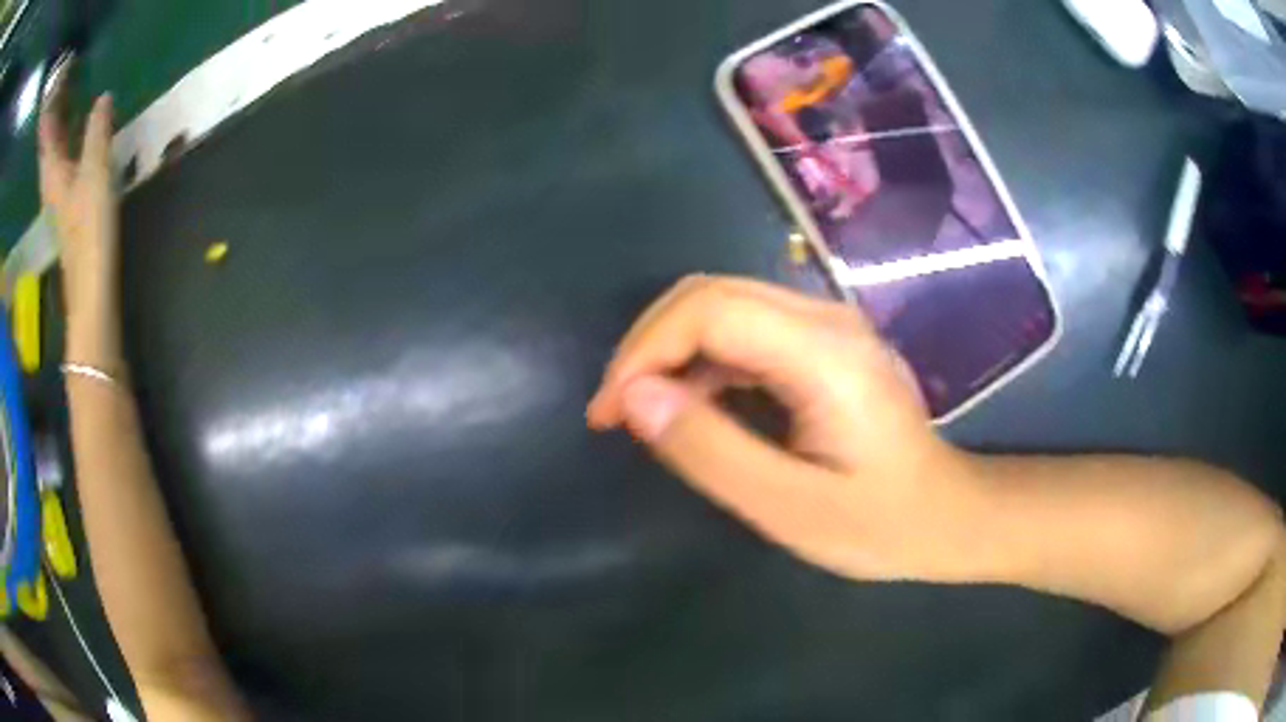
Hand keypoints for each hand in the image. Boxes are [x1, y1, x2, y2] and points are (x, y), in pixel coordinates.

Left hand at [38, 87, 120, 365]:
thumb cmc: (89, 229)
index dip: (49, 113)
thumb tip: (103, 97)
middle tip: (61, 89)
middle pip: (48, 143)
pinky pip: (63, 162)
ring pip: (55, 152)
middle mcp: (51, 181)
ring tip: (66, 103)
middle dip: (53, 117)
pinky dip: (66, 143)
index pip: (48, 134)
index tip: (53, 93)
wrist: (91, 288)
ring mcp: (58, 195)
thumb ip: (97, 132)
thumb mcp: (95, 172)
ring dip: (59, 129)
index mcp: (53, 171)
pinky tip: (74, 136)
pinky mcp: (67, 204)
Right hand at [587, 276, 994, 582]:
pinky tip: (692, 406)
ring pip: (722, 305)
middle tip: (616, 410)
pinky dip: (701, 361)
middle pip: (710, 293)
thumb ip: (710, 450)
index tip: (610, 411)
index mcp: (823, 352)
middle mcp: (825, 317)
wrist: (944, 515)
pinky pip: (744, 330)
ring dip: (670, 351)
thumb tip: (633, 397)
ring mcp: (827, 324)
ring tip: (642, 412)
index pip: (709, 309)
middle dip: (648, 345)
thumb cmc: (877, 523)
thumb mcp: (787, 507)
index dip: (645, 350)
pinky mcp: (822, 342)